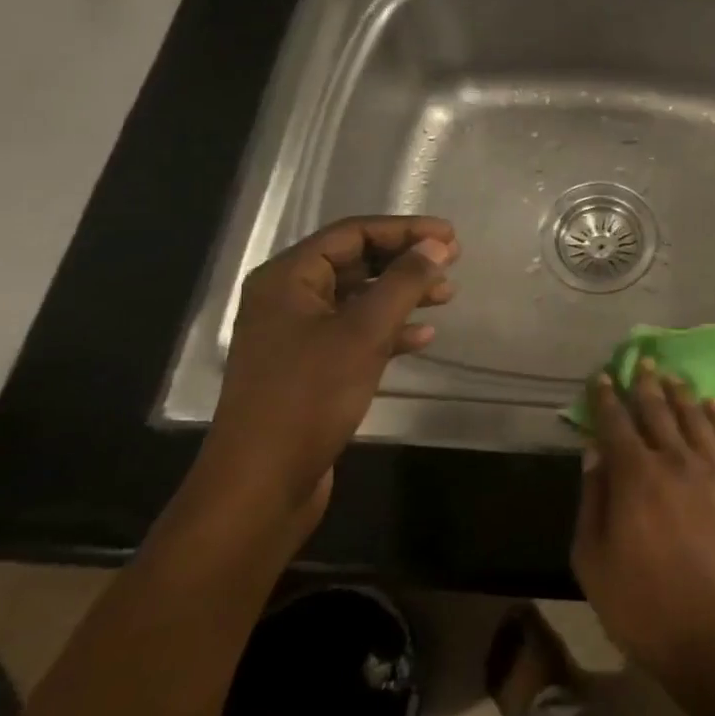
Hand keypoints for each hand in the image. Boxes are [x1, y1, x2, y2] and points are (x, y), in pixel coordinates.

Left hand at [194, 215, 457, 534]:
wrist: (262, 485)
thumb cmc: (309, 396)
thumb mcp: (364, 332)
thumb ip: (403, 282)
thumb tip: (436, 245)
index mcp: (288, 278)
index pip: (352, 234)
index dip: (404, 230)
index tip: (450, 236)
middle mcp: (288, 299)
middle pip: (355, 262)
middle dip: (405, 260)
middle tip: (452, 262)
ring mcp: (296, 336)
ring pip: (358, 298)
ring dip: (402, 294)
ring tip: (446, 296)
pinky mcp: (309, 369)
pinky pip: (355, 333)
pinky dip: (389, 330)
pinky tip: (422, 338)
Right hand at [570, 362, 714, 684]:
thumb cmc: (643, 606)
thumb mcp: (593, 561)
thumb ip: (592, 500)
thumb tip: (594, 453)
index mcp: (634, 476)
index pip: (616, 423)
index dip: (606, 398)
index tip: (602, 377)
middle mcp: (673, 461)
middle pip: (657, 411)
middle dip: (645, 384)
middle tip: (642, 361)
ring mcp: (710, 472)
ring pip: (693, 418)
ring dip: (681, 393)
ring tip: (673, 375)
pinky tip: (713, 405)